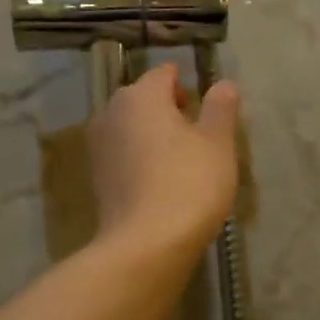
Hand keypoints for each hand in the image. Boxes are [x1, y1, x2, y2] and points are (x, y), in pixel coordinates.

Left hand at [89, 64, 240, 256]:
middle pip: (143, 99)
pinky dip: (140, 159)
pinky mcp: (97, 178)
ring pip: (131, 128)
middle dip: (168, 108)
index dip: (185, 83)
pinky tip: (161, 180)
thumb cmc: (188, 184)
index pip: (164, 74)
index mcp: (140, 96)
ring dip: (152, 135)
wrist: (145, 245)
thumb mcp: (217, 144)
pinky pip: (123, 155)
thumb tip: (222, 83)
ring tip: (182, 158)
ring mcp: (98, 147)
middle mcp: (111, 113)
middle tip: (198, 131)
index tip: (204, 101)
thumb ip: (220, 108)